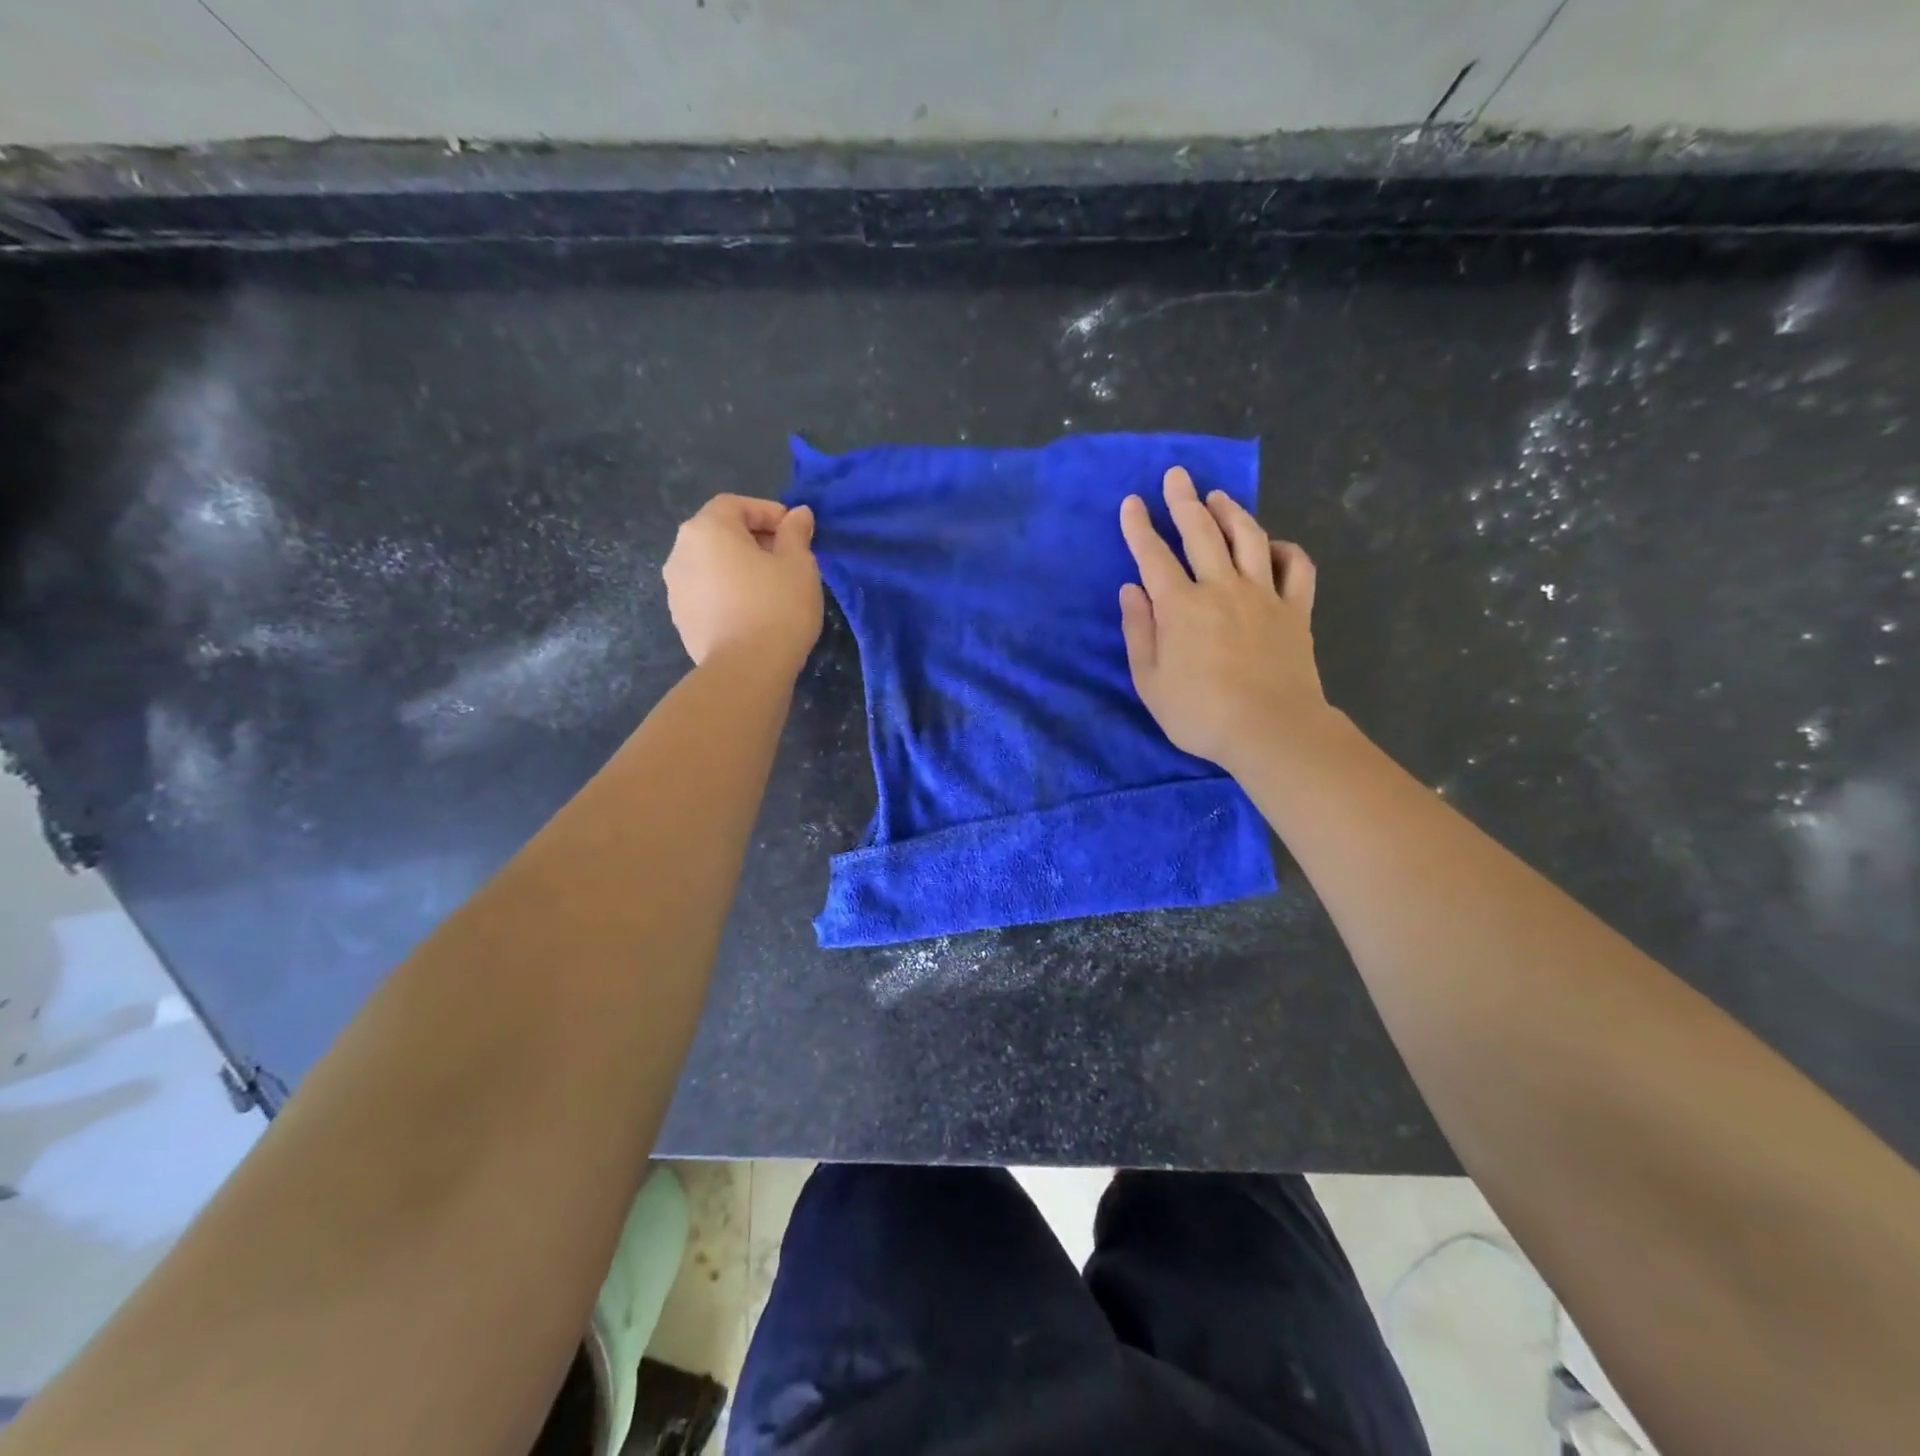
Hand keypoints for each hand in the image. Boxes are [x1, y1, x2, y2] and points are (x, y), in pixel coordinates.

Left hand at [664, 495, 822, 674]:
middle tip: (787, 559)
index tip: (795, 532)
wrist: (746, 670)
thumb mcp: (799, 564)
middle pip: (719, 533)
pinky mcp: (680, 619)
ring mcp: (676, 588)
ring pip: (712, 565)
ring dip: (739, 567)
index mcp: (707, 529)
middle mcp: (680, 552)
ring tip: (770, 588)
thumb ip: (796, 533)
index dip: (768, 512)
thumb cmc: (777, 607)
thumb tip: (798, 514)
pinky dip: (727, 592)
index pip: (736, 505)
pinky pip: (707, 593)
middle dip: (753, 539)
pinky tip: (753, 612)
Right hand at [1118, 466, 1327, 773]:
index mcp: (1181, 606)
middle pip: (1201, 532)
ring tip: (1218, 496)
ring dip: (1231, 512)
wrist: (1271, 730)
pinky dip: (1284, 549)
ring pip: (1248, 537)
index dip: (1139, 527)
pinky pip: (1296, 567)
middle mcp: (1221, 587)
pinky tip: (1271, 545)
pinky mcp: (1295, 609)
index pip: (1153, 556)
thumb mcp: (1150, 681)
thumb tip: (1131, 590)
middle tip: (1176, 475)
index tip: (1130, 503)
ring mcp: (1263, 595)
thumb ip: (1139, 631)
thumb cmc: (1200, 714)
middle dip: (1183, 500)